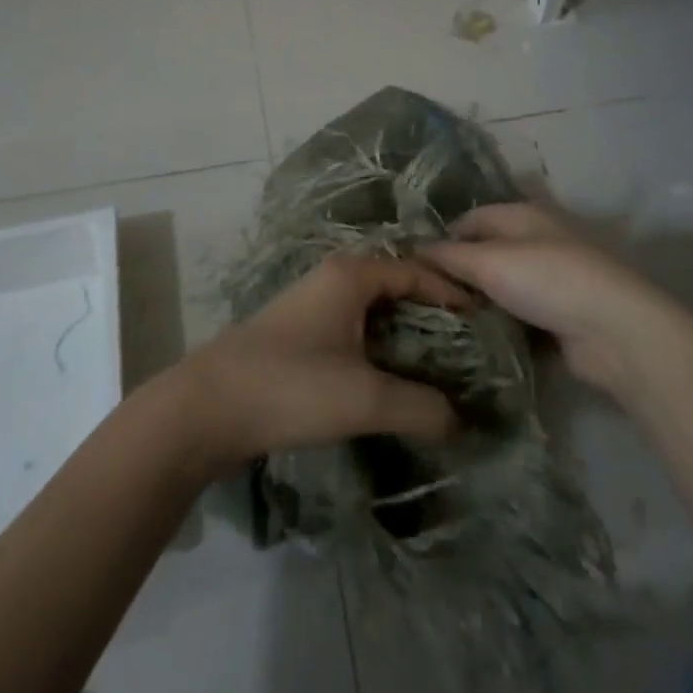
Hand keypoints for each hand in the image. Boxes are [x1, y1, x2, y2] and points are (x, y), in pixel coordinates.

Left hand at [166, 254, 470, 476]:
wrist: (206, 408)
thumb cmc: (290, 386)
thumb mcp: (364, 397)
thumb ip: (420, 407)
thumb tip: (462, 421)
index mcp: (351, 275)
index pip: (416, 270)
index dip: (452, 292)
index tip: (487, 318)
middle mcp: (334, 279)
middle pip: (396, 286)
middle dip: (433, 313)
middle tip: (471, 345)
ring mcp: (313, 305)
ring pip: (374, 310)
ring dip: (406, 333)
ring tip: (440, 365)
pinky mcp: (299, 334)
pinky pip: (354, 329)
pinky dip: (381, 347)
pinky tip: (392, 378)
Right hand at [422, 202, 682, 393]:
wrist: (615, 331)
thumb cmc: (548, 280)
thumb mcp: (489, 262)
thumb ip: (449, 256)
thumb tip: (414, 249)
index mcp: (521, 215)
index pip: (470, 219)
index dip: (441, 239)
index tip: (413, 268)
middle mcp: (536, 240)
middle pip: (485, 252)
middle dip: (457, 273)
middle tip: (423, 299)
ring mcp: (551, 279)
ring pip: (501, 286)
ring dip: (478, 302)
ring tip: (441, 321)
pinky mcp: (559, 316)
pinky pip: (518, 314)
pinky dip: (499, 323)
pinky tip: (475, 339)